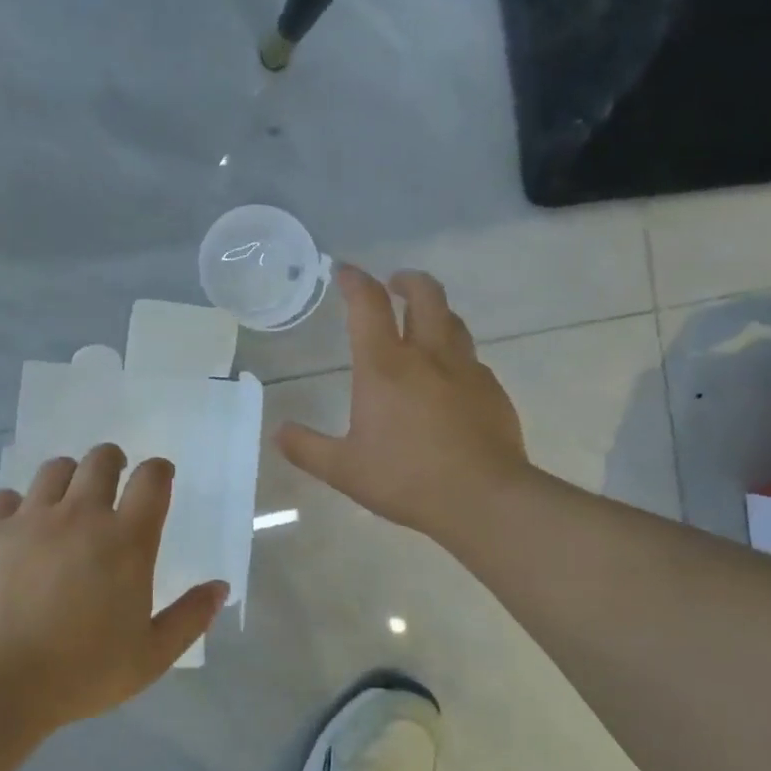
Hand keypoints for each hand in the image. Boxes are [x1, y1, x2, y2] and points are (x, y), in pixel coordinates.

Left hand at [0, 445, 227, 732]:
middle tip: (112, 481)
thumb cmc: (82, 673)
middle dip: (113, 461)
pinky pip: (3, 497)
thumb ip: (190, 618)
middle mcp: (81, 515)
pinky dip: (14, 505)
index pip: (152, 479)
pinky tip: (17, 528)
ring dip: (68, 477)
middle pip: (101, 460)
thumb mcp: (151, 657)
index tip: (159, 479)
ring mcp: (30, 519)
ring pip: (54, 469)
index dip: (159, 471)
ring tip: (66, 501)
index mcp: (126, 540)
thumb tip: (220, 587)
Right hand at [278, 265, 528, 541]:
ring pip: (453, 322)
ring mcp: (466, 370)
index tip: (345, 271)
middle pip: (425, 295)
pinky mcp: (492, 391)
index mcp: (385, 367)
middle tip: (395, 283)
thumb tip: (278, 432)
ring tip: (423, 323)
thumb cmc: (406, 478)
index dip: (355, 281)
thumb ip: (307, 449)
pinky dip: (456, 356)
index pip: (368, 305)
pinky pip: (472, 359)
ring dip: (435, 312)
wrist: (484, 499)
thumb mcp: (344, 470)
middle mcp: (428, 355)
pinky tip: (451, 379)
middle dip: (408, 281)